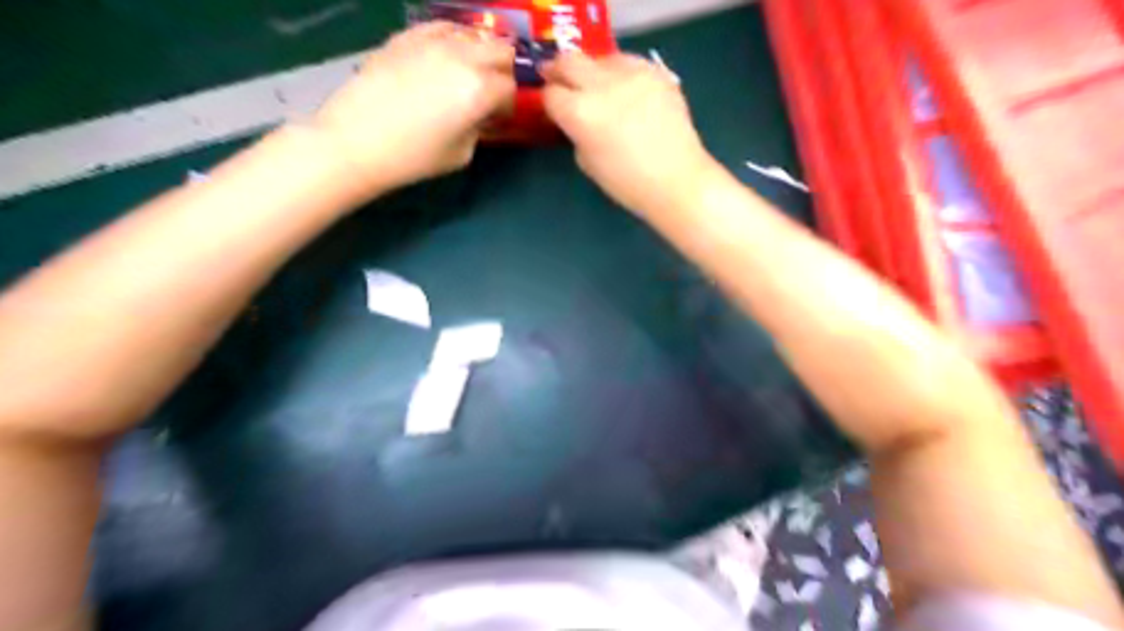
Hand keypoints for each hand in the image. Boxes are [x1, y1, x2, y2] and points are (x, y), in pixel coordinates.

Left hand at [310, 23, 513, 195]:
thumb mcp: (462, 154)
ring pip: (473, 33)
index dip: (507, 104)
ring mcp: (433, 41)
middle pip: (501, 50)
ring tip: (467, 72)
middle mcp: (462, 57)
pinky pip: (441, 27)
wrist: (356, 141)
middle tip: (490, 90)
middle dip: (502, 70)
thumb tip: (481, 114)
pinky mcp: (407, 36)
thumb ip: (479, 127)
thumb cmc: (414, 157)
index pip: (510, 87)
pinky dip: (452, 40)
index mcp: (479, 90)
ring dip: (479, 52)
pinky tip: (444, 57)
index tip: (497, 116)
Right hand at [546, 51, 718, 218]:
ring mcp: (631, 74)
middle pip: (569, 61)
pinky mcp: (655, 72)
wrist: (676, 180)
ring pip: (600, 58)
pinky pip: (629, 62)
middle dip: (560, 70)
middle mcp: (602, 86)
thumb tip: (575, 118)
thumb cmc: (627, 183)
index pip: (551, 93)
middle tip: (560, 79)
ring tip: (599, 88)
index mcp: (580, 113)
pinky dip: (621, 73)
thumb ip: (575, 132)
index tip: (552, 105)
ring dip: (593, 71)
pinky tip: (627, 91)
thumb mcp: (587, 162)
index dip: (549, 100)